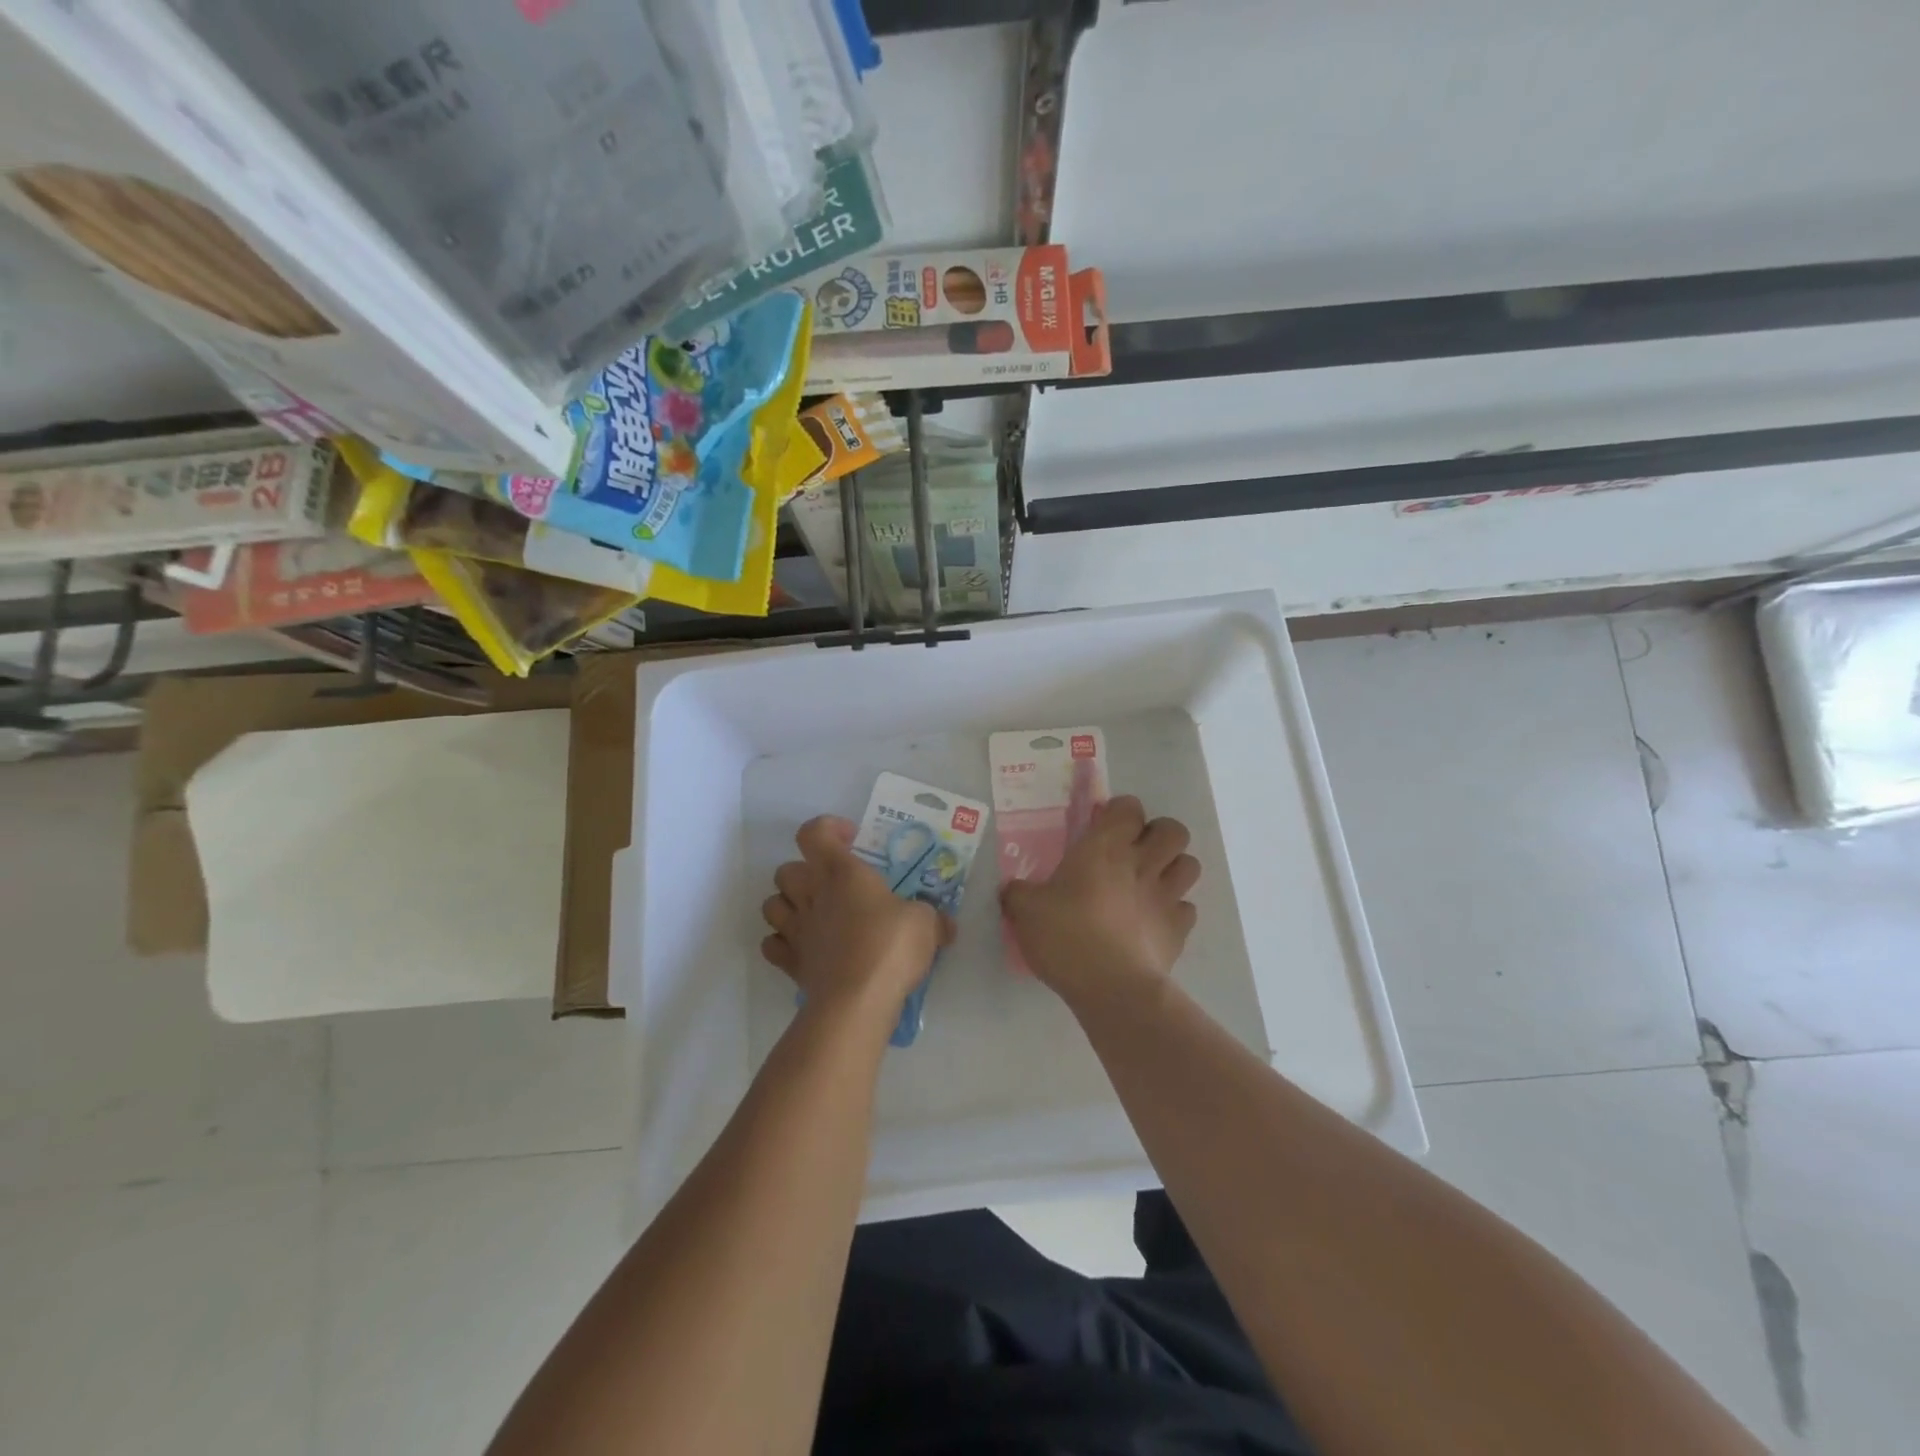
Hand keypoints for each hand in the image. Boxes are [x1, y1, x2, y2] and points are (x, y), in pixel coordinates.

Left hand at [761, 816, 954, 1025]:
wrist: (857, 1000)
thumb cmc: (890, 946)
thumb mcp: (925, 923)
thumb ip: (932, 918)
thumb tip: (945, 925)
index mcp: (841, 872)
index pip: (813, 833)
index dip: (827, 829)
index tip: (851, 839)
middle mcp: (811, 894)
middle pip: (786, 869)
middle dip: (805, 872)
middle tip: (834, 885)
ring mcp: (795, 930)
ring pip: (771, 904)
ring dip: (788, 905)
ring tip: (814, 915)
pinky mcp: (790, 963)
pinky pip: (772, 945)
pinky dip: (782, 944)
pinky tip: (805, 949)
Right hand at [1000, 796, 1200, 1007]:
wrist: (1112, 987)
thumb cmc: (1066, 936)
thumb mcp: (1025, 911)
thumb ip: (1018, 894)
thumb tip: (1011, 889)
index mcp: (1105, 847)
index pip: (1130, 807)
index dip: (1120, 812)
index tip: (1103, 828)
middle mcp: (1143, 862)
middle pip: (1174, 830)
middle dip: (1159, 835)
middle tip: (1135, 853)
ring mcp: (1166, 896)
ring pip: (1190, 864)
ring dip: (1173, 869)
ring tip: (1150, 884)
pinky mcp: (1179, 929)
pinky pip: (1187, 909)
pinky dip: (1175, 911)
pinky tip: (1154, 923)